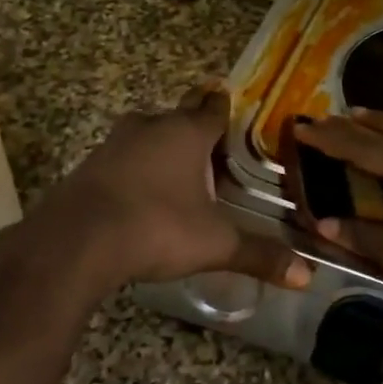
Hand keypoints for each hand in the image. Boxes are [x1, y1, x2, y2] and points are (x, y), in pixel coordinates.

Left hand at [10, 87, 312, 290]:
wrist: (74, 242)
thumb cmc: (156, 227)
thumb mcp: (215, 244)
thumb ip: (259, 255)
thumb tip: (307, 276)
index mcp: (186, 134)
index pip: (213, 109)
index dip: (225, 108)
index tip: (233, 107)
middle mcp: (150, 128)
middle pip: (178, 115)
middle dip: (193, 124)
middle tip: (211, 143)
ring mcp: (114, 144)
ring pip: (146, 133)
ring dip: (161, 145)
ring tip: (179, 169)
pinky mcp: (88, 166)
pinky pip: (121, 157)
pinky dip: (135, 167)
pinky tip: (141, 193)